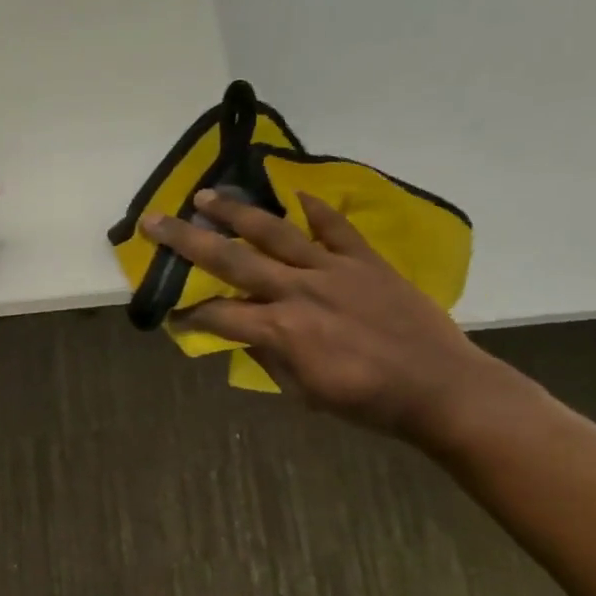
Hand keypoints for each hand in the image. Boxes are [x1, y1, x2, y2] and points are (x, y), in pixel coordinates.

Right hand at [141, 189, 516, 443]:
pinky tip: (295, 193)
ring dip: (235, 212)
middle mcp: (297, 290)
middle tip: (155, 222)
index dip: (188, 315)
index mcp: (280, 329)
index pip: (218, 315)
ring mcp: (333, 270)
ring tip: (205, 196)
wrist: (440, 388)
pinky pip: (336, 228)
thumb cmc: (367, 402)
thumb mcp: (304, 392)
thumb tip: (244, 333)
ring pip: (274, 232)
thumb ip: (269, 357)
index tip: (170, 313)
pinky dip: (316, 210)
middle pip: (231, 259)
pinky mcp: (365, 261)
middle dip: (187, 241)